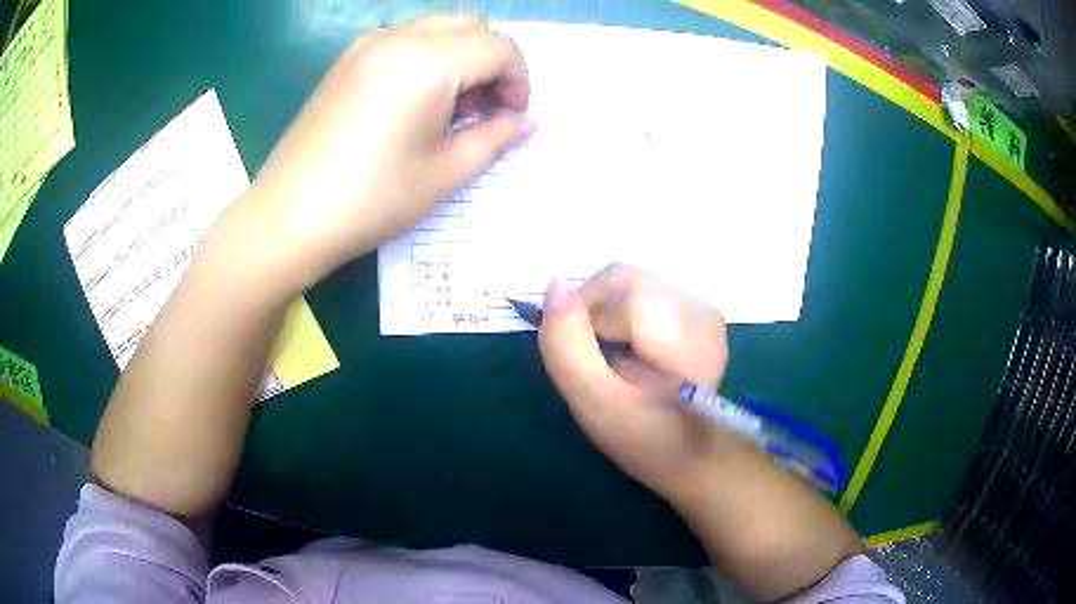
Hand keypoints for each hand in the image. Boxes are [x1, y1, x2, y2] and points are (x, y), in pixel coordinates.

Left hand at [231, 16, 531, 289]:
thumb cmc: (372, 199)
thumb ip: (496, 137)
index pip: (499, 48)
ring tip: (453, 106)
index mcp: (429, 62)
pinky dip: (428, 57)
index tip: (513, 116)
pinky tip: (418, 99)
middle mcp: (399, 38)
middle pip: (471, 27)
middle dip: (493, 61)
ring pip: (437, 28)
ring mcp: (367, 45)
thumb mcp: (445, 173)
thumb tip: (528, 122)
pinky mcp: (347, 60)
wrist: (289, 216)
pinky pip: (404, 40)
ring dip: (461, 56)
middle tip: (489, 107)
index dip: (519, 79)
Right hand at [538, 264, 739, 501]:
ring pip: (629, 282)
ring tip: (618, 357)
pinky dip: (625, 315)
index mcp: (682, 335)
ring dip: (609, 315)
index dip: (585, 317)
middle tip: (600, 361)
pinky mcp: (697, 308)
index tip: (589, 360)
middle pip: (622, 279)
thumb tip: (554, 285)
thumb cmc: (644, 437)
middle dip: (597, 315)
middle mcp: (699, 308)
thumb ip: (566, 344)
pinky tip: (634, 348)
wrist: (693, 454)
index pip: (615, 288)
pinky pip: (643, 291)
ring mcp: (701, 305)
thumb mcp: (594, 402)